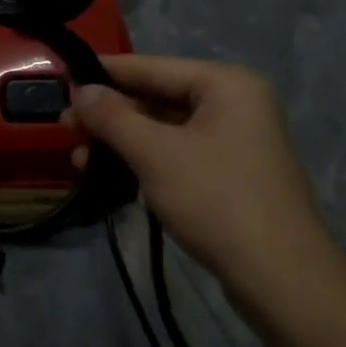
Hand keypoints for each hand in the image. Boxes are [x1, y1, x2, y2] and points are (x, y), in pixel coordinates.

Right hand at [71, 56, 343, 300]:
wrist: (282, 279)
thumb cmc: (217, 201)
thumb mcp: (156, 154)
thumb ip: (113, 117)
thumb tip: (80, 90)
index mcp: (226, 84)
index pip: (152, 67)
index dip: (105, 73)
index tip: (63, 78)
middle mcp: (235, 103)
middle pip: (158, 98)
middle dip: (111, 116)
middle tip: (65, 127)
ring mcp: (236, 140)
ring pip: (166, 130)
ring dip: (123, 143)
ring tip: (79, 159)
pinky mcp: (231, 174)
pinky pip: (179, 155)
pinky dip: (146, 162)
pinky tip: (111, 177)